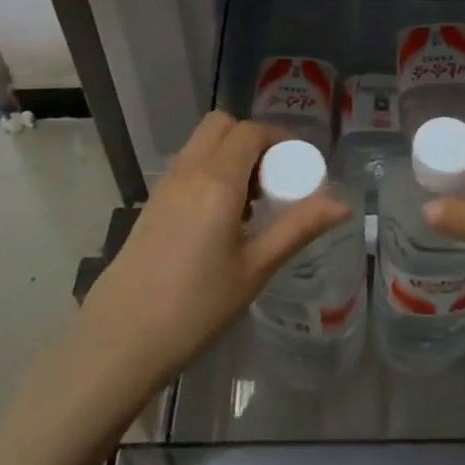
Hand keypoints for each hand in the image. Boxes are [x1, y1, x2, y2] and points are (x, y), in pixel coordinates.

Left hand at [76, 112, 350, 396]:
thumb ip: (299, 228)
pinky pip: (187, 166)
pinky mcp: (151, 204)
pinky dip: (209, 171)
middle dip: (251, 139)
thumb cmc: (196, 306)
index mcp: (217, 180)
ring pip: (201, 144)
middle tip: (272, 179)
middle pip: (221, 125)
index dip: (279, 138)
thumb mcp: (256, 268)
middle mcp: (188, 170)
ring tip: (250, 203)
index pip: (250, 132)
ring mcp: (164, 185)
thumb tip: (343, 205)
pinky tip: (220, 219)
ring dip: (229, 154)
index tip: (298, 165)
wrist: (120, 339)